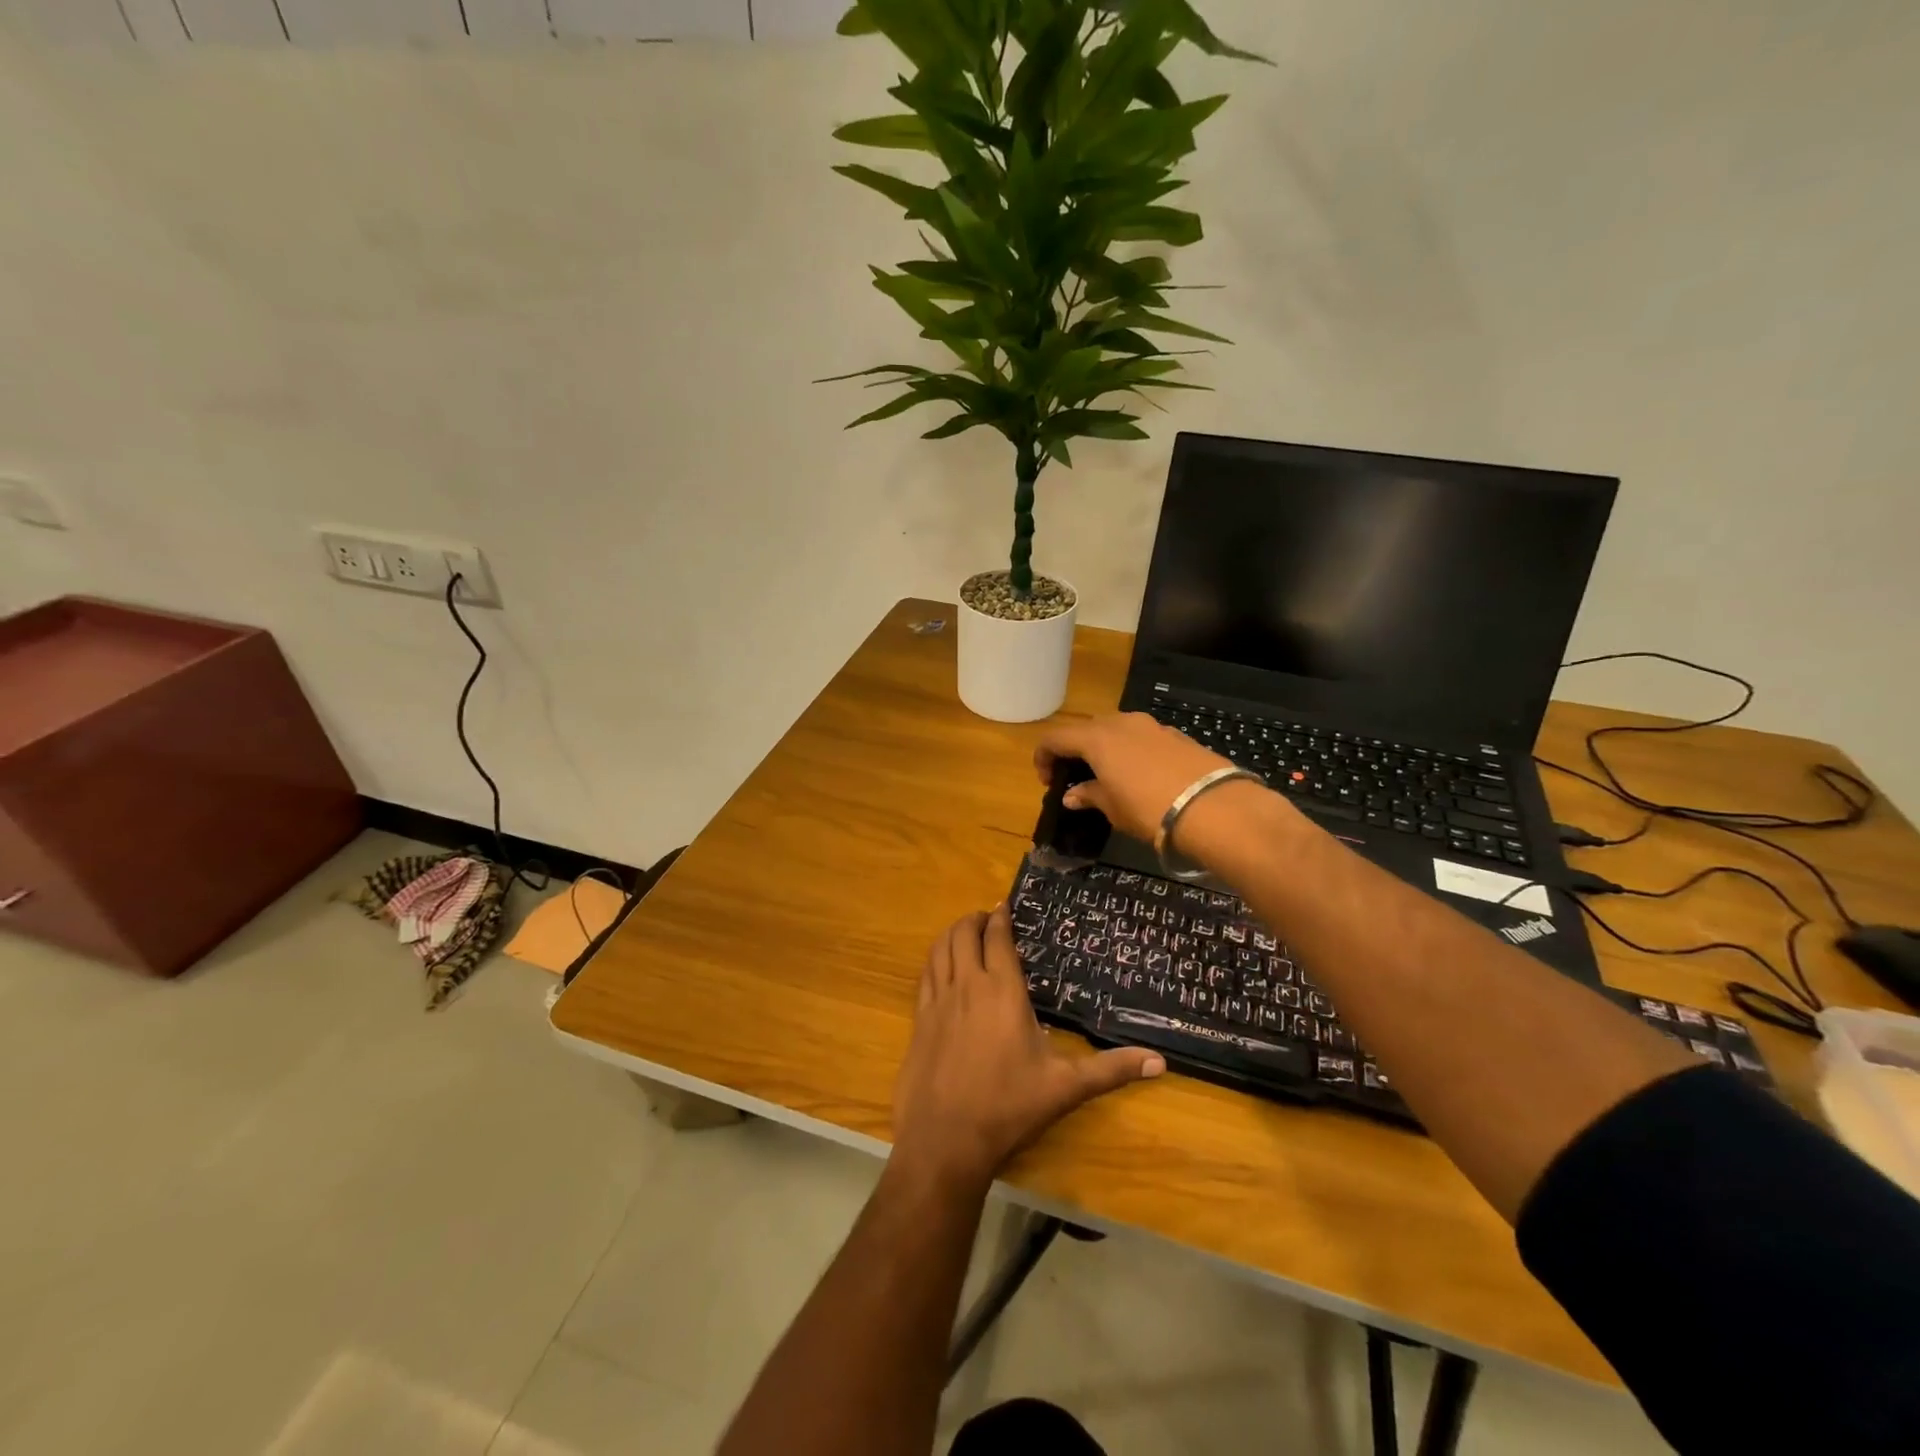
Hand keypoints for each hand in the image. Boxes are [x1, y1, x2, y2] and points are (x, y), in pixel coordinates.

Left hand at [892, 906, 1164, 1190]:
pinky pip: (925, 974)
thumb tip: (1160, 1061)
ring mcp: (938, 1000)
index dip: (1001, 917)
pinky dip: (934, 958)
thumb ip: (1111, 1070)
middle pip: (963, 933)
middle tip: (988, 918)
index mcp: (1002, 990)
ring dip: (952, 933)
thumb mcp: (1065, 1087)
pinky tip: (940, 966)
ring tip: (964, 933)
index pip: (998, 938)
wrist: (945, 1139)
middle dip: (975, 919)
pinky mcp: (919, 1019)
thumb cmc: (1008, 1107)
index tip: (1005, 905)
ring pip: (940, 948)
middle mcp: (967, 985)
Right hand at [1034, 712, 1236, 845]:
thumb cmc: (1149, 809)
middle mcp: (1121, 723)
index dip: (1044, 757)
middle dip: (1075, 750)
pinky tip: (1142, 776)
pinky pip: (1142, 737)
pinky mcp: (1176, 735)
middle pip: (1086, 729)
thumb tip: (1072, 794)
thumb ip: (1089, 795)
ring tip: (1109, 776)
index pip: (1055, 738)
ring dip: (1105, 748)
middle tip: (1076, 777)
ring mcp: (1151, 726)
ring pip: (1116, 729)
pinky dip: (1131, 751)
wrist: (1214, 807)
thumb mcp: (1113, 808)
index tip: (1047, 781)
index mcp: (1096, 738)